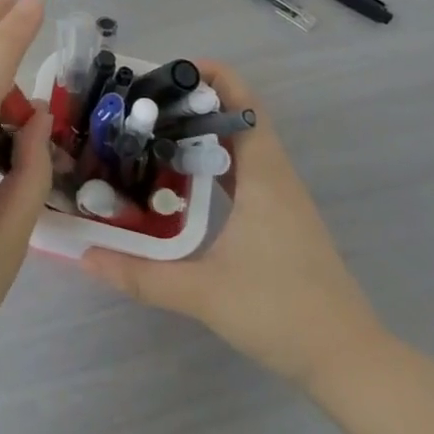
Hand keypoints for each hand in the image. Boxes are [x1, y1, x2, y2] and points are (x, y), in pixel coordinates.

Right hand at [82, 62, 391, 392]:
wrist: (348, 361)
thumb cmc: (281, 313)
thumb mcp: (203, 293)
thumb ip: (141, 275)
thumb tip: (84, 257)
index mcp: (264, 177)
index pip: (245, 104)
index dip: (213, 77)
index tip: (168, 72)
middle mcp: (276, 178)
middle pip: (240, 118)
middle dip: (195, 103)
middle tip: (144, 104)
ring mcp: (282, 200)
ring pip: (242, 147)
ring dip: (204, 133)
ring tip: (154, 133)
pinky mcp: (281, 221)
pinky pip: (246, 173)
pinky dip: (215, 163)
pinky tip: (182, 180)